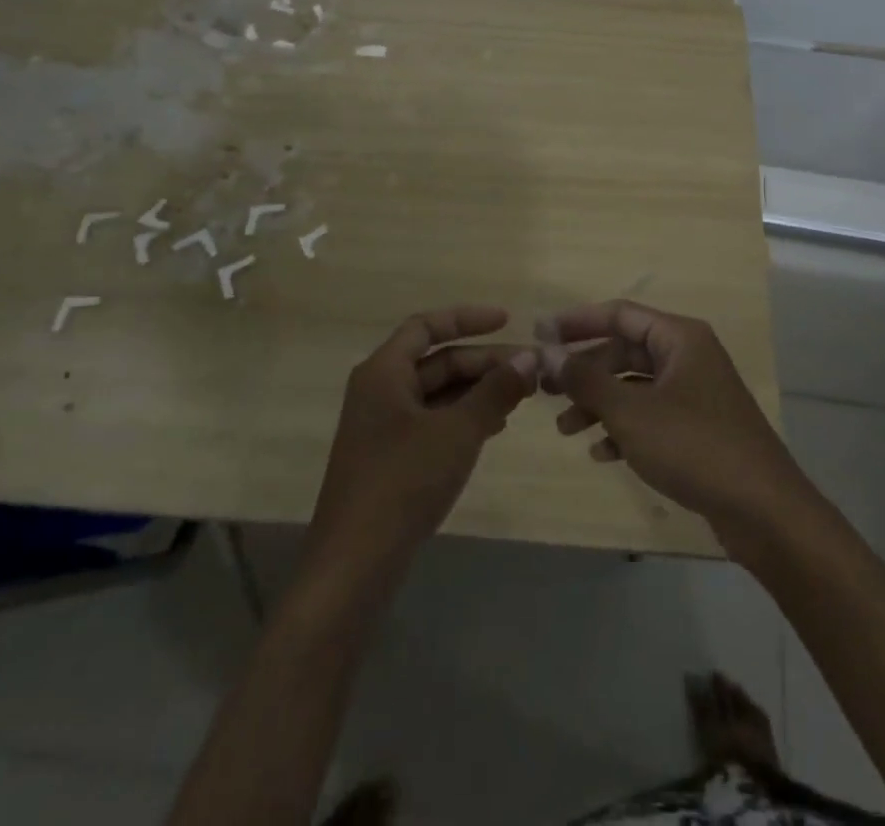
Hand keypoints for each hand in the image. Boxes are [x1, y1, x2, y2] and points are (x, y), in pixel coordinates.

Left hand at [309, 306, 536, 571]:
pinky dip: (464, 418)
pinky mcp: (391, 458)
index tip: (509, 321)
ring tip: (520, 398)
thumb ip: (495, 391)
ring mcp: (383, 427)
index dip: (467, 318)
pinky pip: (433, 422)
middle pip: (437, 361)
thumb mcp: (457, 431)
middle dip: (483, 362)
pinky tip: (494, 427)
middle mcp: (380, 391)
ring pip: (438, 394)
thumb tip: (530, 358)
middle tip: (529, 371)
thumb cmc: (403, 482)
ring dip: (478, 391)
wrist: (354, 565)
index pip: (426, 326)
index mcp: (384, 372)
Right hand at [542, 301, 809, 549]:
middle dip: (584, 371)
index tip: (539, 334)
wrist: (763, 511)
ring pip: (635, 387)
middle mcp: (688, 357)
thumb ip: (585, 379)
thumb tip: (547, 351)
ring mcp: (695, 394)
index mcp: (680, 338)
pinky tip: (601, 454)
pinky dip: (623, 429)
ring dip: (598, 404)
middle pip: (624, 351)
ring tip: (564, 429)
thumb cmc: (693, 446)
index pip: (619, 314)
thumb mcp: (630, 411)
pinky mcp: (698, 430)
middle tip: (544, 389)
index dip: (577, 322)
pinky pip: (650, 417)